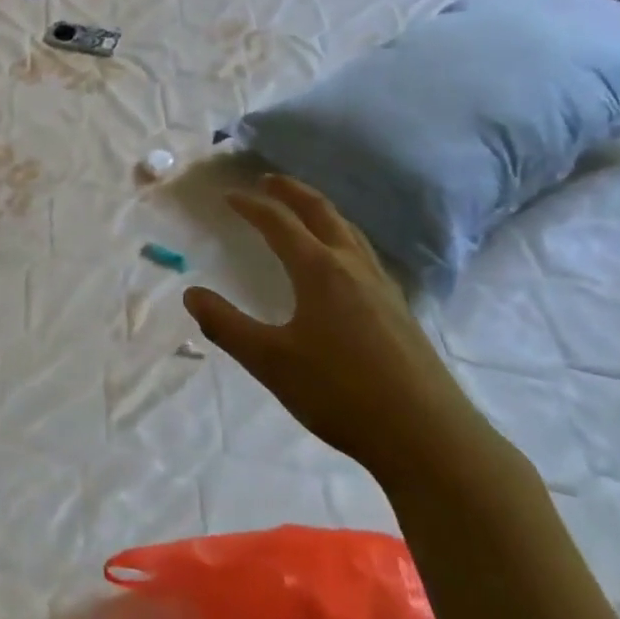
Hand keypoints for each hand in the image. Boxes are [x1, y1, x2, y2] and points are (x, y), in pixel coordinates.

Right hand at [184, 175, 498, 488]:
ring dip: (321, 211)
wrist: (428, 437)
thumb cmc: (341, 393)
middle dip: (292, 191)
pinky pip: (364, 254)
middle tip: (268, 181)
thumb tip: (191, 294)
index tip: (228, 196)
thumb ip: (226, 325)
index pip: (279, 223)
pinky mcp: (400, 310)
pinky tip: (342, 263)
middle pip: (322, 212)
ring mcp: (383, 287)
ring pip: (349, 231)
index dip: (252, 206)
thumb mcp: (270, 361)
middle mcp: (353, 267)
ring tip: (303, 210)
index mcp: (320, 270)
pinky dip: (342, 237)